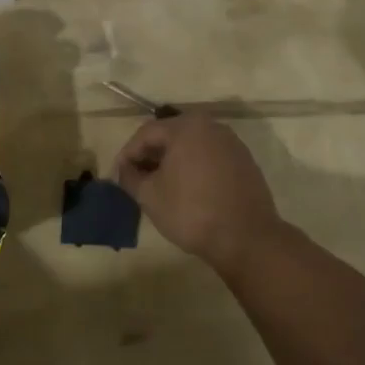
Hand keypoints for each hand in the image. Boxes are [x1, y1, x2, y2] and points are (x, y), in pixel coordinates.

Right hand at [113, 113, 285, 268]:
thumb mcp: (149, 195)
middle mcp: (211, 126)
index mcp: (186, 127)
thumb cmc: (191, 211)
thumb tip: (125, 170)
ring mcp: (232, 143)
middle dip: (150, 156)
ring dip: (172, 162)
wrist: (246, 238)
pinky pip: (210, 157)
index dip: (128, 154)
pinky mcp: (244, 162)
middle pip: (170, 135)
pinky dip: (194, 168)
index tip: (118, 175)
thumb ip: (130, 177)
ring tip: (160, 185)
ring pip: (191, 146)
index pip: (146, 133)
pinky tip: (187, 190)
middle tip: (136, 179)